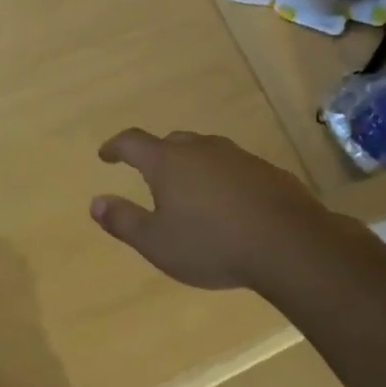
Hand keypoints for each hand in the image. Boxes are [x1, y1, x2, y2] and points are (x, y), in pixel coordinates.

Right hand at [91, 129, 373, 292]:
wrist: (290, 245)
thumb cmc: (212, 245)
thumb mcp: (157, 242)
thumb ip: (123, 220)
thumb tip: (95, 202)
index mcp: (168, 162)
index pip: (132, 142)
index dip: (115, 147)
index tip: (105, 155)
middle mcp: (201, 150)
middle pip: (171, 142)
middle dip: (156, 155)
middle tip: (150, 176)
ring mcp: (237, 157)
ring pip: (205, 152)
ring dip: (192, 166)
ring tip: (190, 192)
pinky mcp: (267, 171)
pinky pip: (233, 168)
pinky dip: (222, 179)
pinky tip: (229, 204)